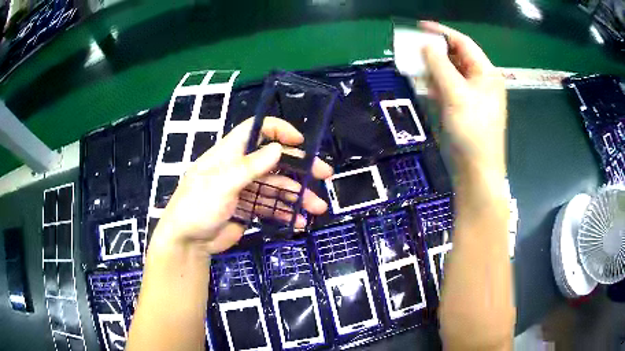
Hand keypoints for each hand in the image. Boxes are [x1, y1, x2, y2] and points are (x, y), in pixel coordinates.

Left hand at [151, 117, 332, 255]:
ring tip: (316, 208)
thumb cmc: (197, 207)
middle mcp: (239, 168)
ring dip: (297, 196)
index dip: (278, 130)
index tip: (299, 141)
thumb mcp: (221, 184)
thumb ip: (249, 166)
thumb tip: (277, 148)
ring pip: (277, 187)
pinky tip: (299, 222)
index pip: (255, 130)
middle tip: (324, 174)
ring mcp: (245, 190)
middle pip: (274, 161)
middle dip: (300, 167)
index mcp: (229, 154)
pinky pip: (271, 207)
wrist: (187, 242)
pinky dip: (285, 213)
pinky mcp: (248, 209)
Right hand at [421, 21, 506, 176]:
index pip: (463, 43)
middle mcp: (481, 80)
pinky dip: (436, 84)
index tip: (419, 26)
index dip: (441, 32)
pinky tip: (424, 84)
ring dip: (433, 67)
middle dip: (434, 50)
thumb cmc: (472, 130)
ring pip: (450, 72)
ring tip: (413, 63)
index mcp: (486, 73)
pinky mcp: (464, 107)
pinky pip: (449, 88)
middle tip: (412, 46)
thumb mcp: (456, 94)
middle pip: (456, 56)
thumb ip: (440, 65)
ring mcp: (472, 94)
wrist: (477, 170)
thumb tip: (426, 45)